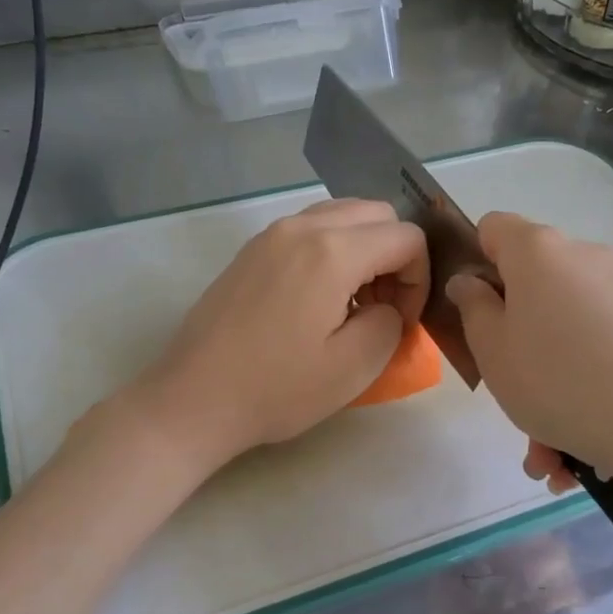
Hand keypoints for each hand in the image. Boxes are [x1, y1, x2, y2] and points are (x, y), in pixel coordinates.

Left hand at [123, 199, 427, 469]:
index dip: (418, 279)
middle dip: (394, 256)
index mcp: (332, 251)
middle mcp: (301, 227)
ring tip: (351, 304)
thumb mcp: (354, 367)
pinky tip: (317, 301)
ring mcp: (270, 235)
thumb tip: (386, 306)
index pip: (406, 237)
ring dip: (363, 250)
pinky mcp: (250, 252)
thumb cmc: (277, 389)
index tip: (402, 321)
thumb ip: (391, 323)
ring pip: (341, 216)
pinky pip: (309, 231)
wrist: (194, 399)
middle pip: (376, 213)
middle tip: (382, 308)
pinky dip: (331, 252)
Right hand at [446, 212, 612, 485]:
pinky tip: (587, 456)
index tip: (476, 312)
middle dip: (520, 345)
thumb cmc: (559, 379)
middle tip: (516, 401)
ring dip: (555, 389)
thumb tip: (471, 282)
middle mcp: (586, 257)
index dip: (477, 263)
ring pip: (573, 334)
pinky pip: (608, 352)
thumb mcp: (493, 352)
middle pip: (537, 289)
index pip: (494, 229)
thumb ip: (473, 310)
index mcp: (537, 253)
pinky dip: (592, 393)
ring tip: (553, 458)